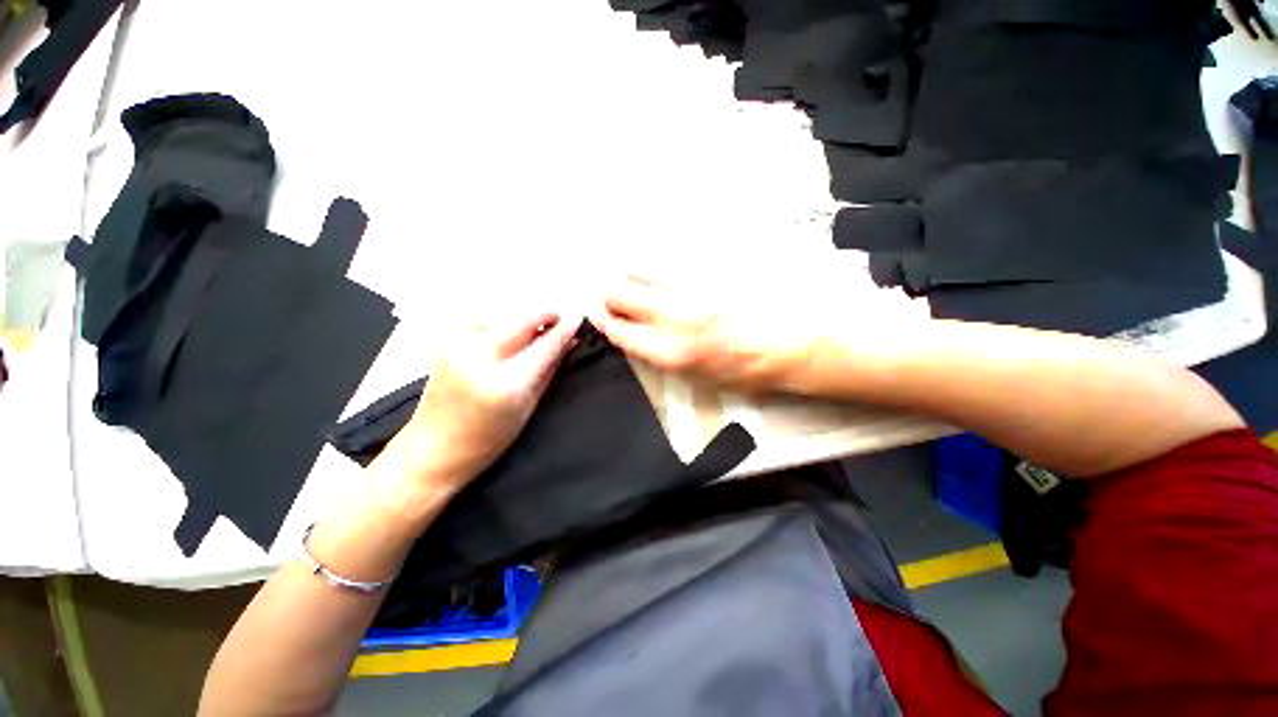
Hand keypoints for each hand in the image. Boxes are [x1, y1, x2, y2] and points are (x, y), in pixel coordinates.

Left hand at [384, 310, 580, 494]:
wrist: (433, 449)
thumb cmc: (487, 439)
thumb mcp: (528, 407)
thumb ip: (549, 369)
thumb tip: (570, 342)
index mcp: (505, 384)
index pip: (544, 346)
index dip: (565, 329)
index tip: (578, 317)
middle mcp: (479, 359)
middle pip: (522, 320)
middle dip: (545, 314)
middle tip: (559, 316)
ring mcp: (458, 346)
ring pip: (503, 316)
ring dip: (522, 321)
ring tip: (532, 334)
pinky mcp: (445, 341)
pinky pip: (483, 322)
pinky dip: (500, 325)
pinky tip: (504, 339)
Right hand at [590, 271, 820, 391]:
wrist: (795, 344)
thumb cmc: (749, 371)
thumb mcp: (700, 377)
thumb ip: (665, 355)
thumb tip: (642, 337)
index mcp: (670, 351)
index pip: (619, 330)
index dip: (602, 320)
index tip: (596, 313)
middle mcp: (671, 316)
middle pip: (619, 293)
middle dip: (606, 293)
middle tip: (606, 293)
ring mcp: (688, 288)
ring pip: (639, 270)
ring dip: (627, 274)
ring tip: (628, 278)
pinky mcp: (705, 271)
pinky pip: (667, 263)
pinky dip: (654, 267)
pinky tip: (657, 271)